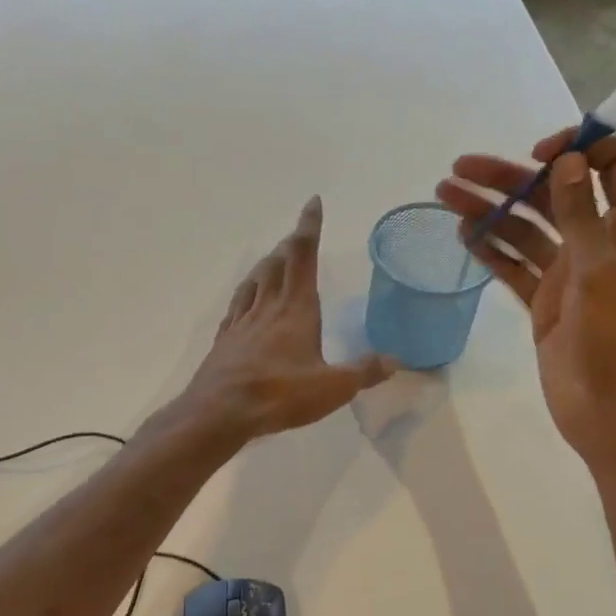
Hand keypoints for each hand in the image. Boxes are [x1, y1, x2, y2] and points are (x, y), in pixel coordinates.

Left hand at [179, 197, 397, 441]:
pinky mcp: (225, 340)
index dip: (309, 227)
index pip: (304, 256)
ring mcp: (242, 322)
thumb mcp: (332, 388)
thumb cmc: (279, 395)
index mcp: (296, 309)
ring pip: (255, 281)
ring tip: (273, 258)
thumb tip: (396, 361)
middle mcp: (267, 307)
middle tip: (298, 234)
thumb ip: (364, 372)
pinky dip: (245, 293)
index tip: (312, 203)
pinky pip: (236, 306)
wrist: (219, 412)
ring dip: (267, 264)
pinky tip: (245, 300)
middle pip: (278, 264)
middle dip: (290, 244)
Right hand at [435, 133, 615, 464]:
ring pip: (526, 231)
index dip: (577, 150)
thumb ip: (581, 216)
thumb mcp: (601, 273)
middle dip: (509, 179)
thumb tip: (567, 161)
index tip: (537, 153)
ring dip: (490, 211)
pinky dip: (490, 250)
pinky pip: (514, 267)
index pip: (612, 168)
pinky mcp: (544, 303)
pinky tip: (462, 235)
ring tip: (446, 195)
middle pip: (554, 196)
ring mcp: (568, 275)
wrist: (612, 414)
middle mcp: (599, 245)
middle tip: (460, 169)